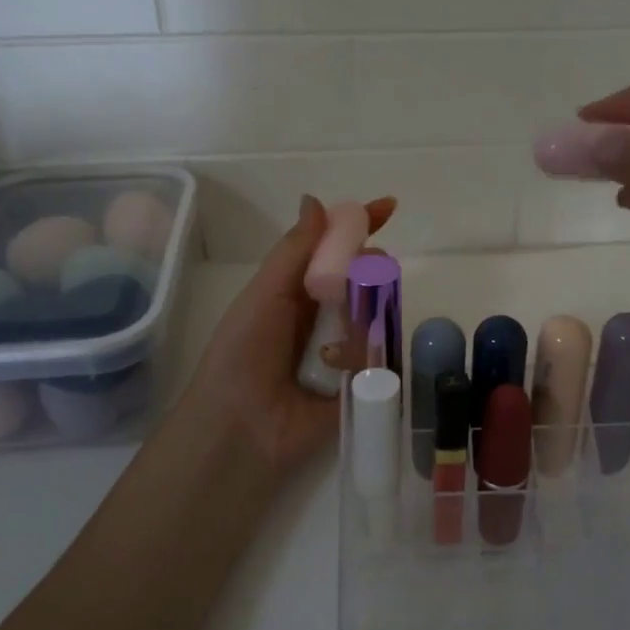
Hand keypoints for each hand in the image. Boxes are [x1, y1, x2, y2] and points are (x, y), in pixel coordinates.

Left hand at [175, 194, 394, 479]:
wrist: (240, 428)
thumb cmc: (243, 354)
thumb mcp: (264, 294)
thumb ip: (294, 251)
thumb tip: (316, 200)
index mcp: (297, 293)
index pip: (335, 251)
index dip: (359, 227)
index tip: (389, 206)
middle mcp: (324, 318)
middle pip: (363, 280)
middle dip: (374, 269)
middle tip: (374, 270)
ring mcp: (346, 351)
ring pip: (377, 316)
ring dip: (372, 313)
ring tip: (350, 329)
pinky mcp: (363, 384)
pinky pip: (383, 358)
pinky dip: (373, 354)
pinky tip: (353, 362)